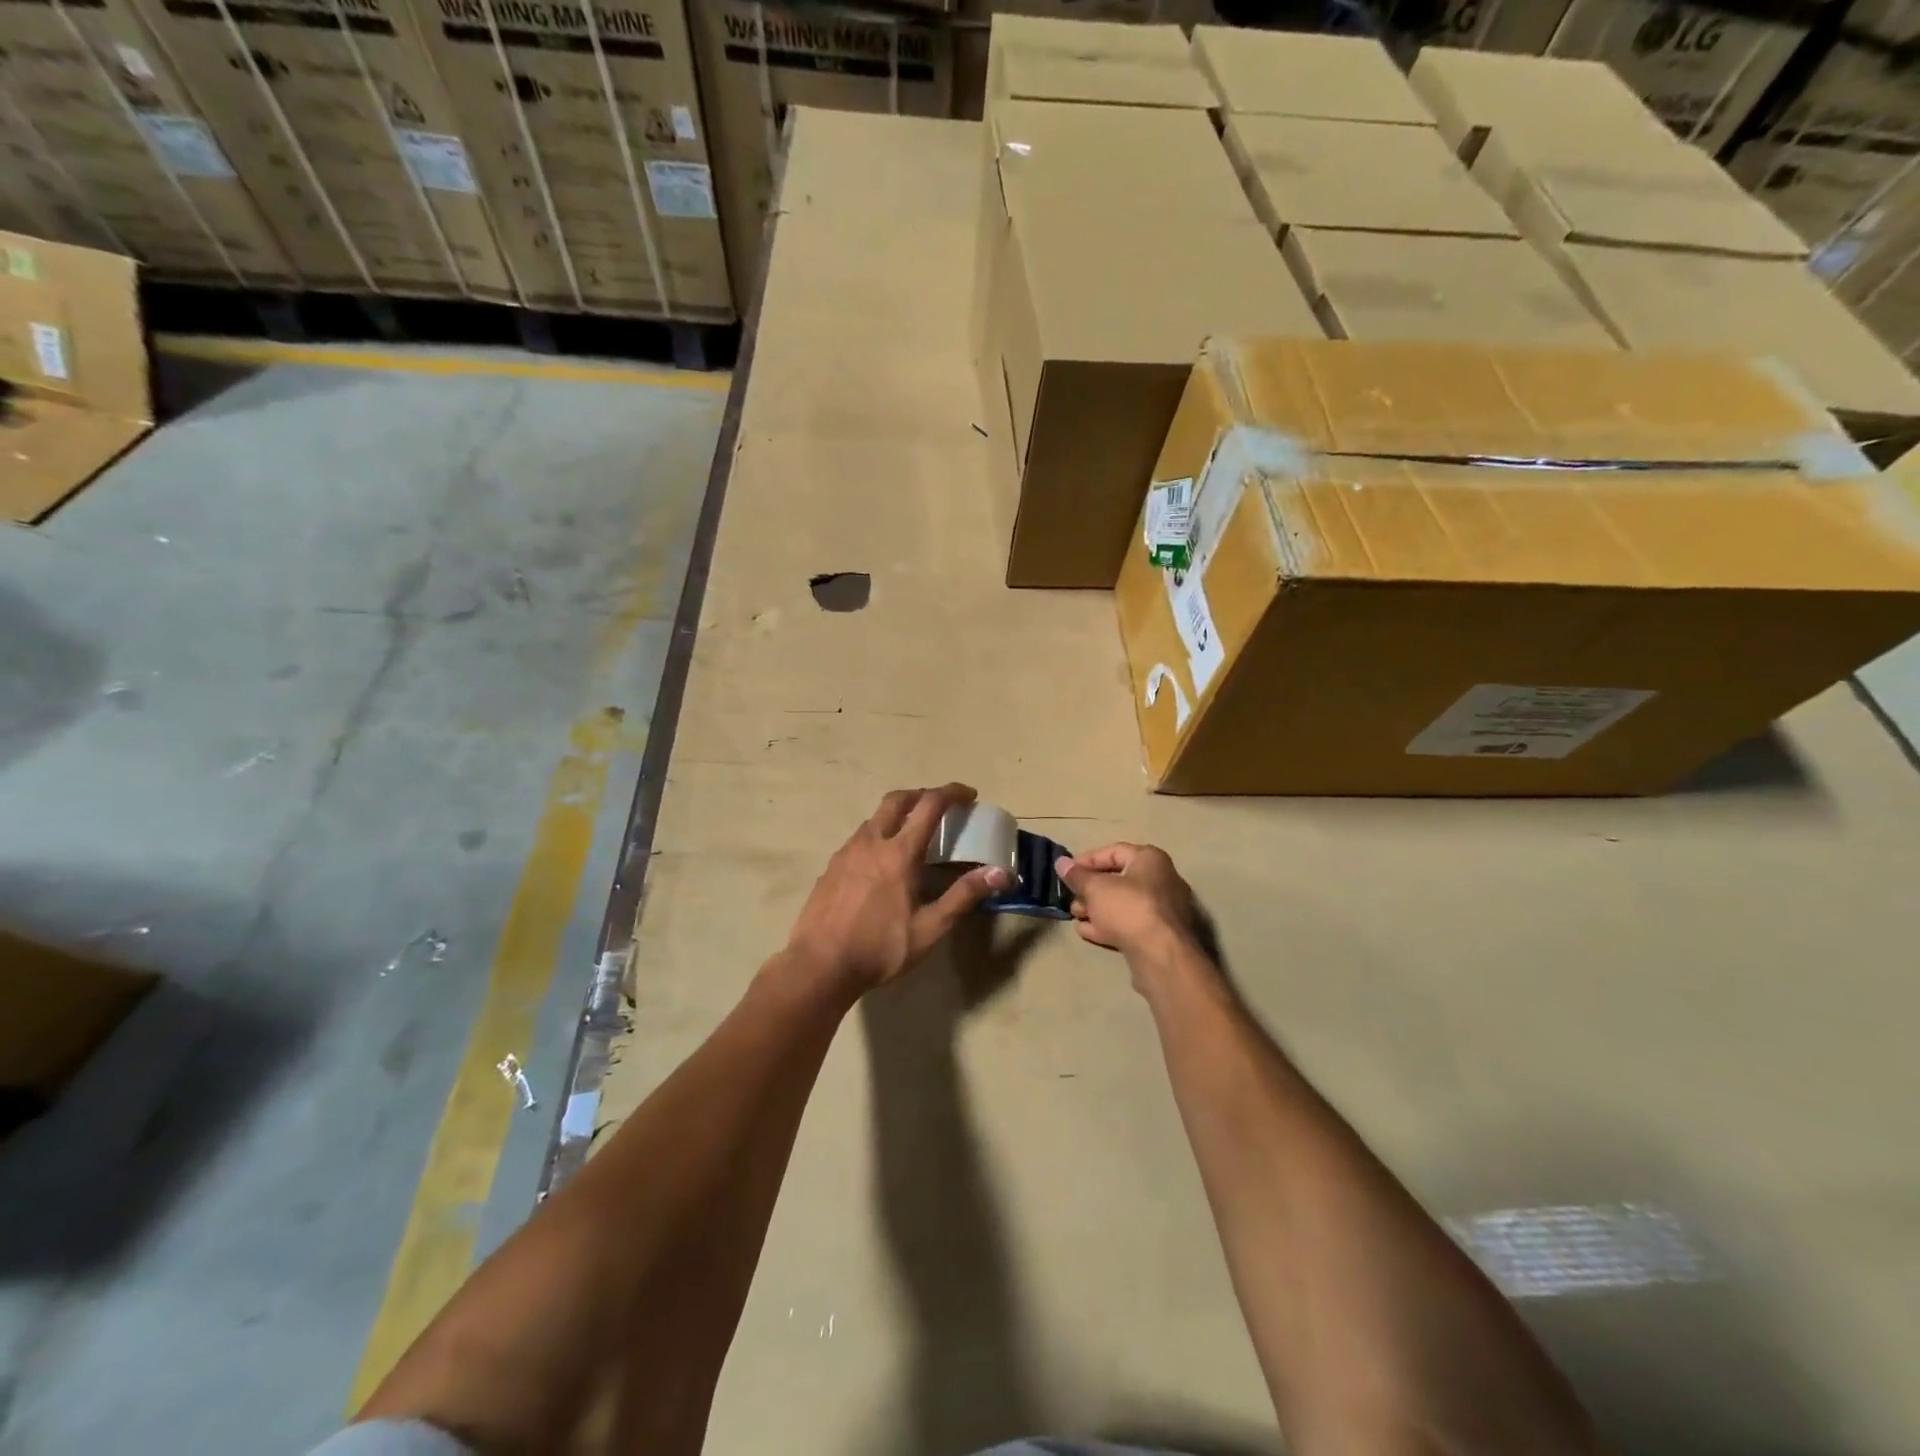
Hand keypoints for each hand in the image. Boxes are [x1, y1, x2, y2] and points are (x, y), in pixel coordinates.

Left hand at [785, 784, 1011, 995]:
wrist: (819, 965)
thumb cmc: (880, 948)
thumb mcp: (929, 928)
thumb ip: (963, 896)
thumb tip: (1001, 873)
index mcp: (899, 852)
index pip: (929, 805)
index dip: (952, 793)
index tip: (969, 794)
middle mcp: (871, 842)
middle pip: (897, 800)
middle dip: (921, 794)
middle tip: (940, 805)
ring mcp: (846, 852)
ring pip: (875, 818)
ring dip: (898, 814)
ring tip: (913, 833)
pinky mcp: (831, 867)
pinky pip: (859, 838)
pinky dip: (878, 834)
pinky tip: (882, 861)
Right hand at [1055, 843, 1196, 963]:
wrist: (1161, 954)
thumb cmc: (1128, 908)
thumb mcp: (1095, 888)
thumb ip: (1076, 875)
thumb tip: (1061, 862)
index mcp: (1150, 859)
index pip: (1113, 851)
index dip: (1086, 860)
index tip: (1066, 872)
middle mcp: (1161, 879)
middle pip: (1118, 878)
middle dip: (1090, 888)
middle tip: (1071, 897)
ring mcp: (1162, 909)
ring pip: (1122, 903)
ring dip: (1096, 908)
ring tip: (1076, 915)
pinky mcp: (1160, 934)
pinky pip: (1129, 922)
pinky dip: (1108, 924)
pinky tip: (1086, 931)